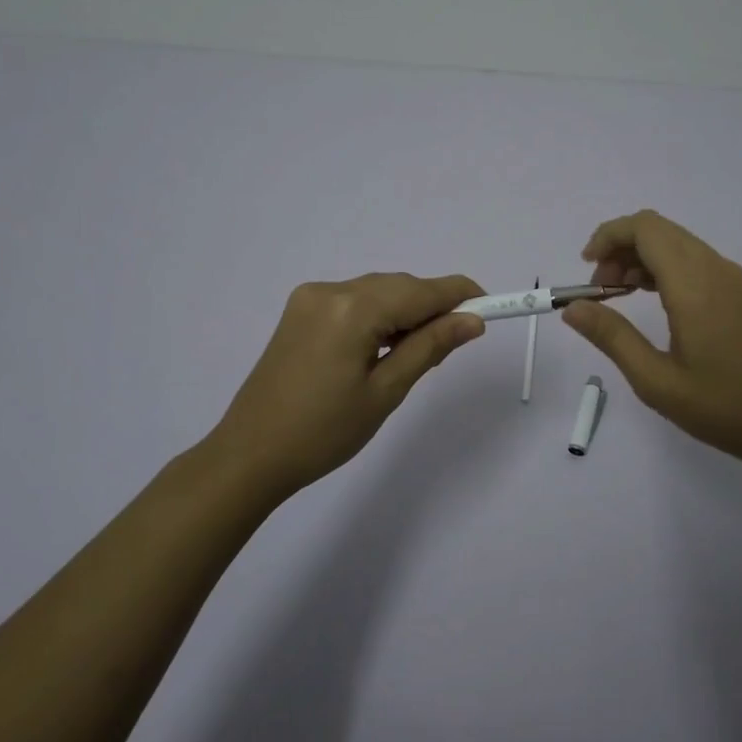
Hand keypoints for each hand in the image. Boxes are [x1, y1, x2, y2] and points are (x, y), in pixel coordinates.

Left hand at [197, 272, 484, 502]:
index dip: (460, 295)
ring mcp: (310, 298)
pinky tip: (384, 346)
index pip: (421, 290)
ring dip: (405, 312)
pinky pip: (354, 301)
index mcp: (352, 308)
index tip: (492, 307)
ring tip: (417, 353)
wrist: (249, 455)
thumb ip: (430, 347)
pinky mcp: (300, 311)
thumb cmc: (323, 433)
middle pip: (399, 286)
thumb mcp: (386, 391)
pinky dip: (378, 316)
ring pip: (377, 291)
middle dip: (432, 306)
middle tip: (454, 343)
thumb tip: (473, 321)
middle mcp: (330, 290)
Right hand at [563, 210, 741, 471]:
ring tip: (621, 298)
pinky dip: (666, 270)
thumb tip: (572, 308)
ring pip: (678, 245)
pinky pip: (696, 262)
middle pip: (659, 231)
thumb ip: (612, 338)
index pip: (645, 228)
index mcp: (694, 284)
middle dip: (620, 248)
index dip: (608, 235)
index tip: (586, 269)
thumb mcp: (657, 380)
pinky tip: (656, 304)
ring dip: (642, 259)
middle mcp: (716, 269)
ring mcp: (734, 280)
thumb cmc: (724, 407)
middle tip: (600, 291)